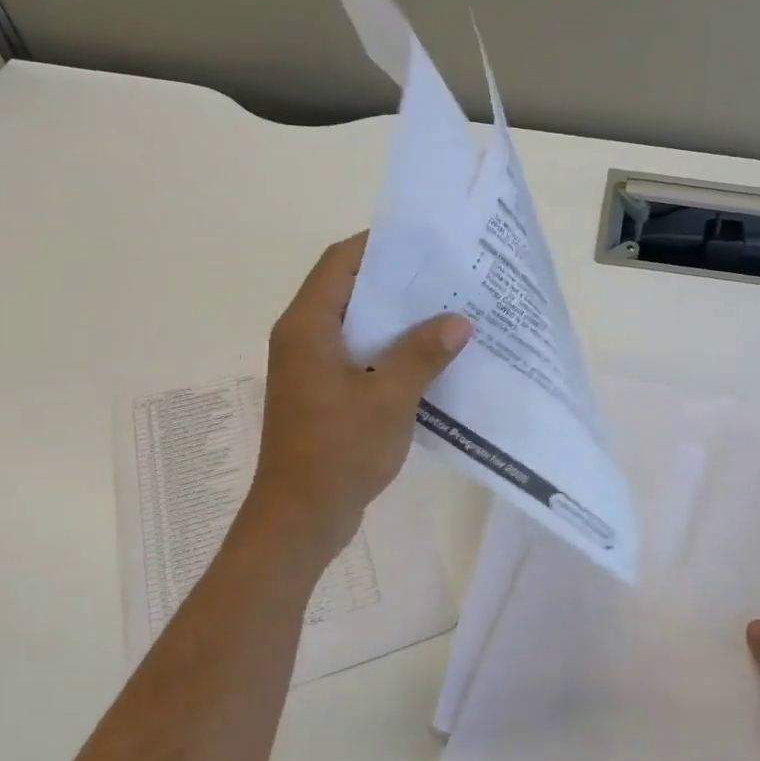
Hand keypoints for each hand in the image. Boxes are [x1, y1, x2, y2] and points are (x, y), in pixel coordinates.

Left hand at [240, 233, 471, 559]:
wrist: (301, 518)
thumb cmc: (338, 451)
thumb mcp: (389, 398)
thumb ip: (422, 354)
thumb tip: (458, 321)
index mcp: (308, 327)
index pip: (340, 263)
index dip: (379, 245)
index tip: (424, 241)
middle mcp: (305, 340)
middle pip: (350, 292)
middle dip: (397, 283)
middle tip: (447, 278)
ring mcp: (313, 370)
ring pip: (358, 327)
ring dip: (398, 321)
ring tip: (448, 313)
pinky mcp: (325, 396)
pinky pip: (361, 358)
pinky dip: (392, 353)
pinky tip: (431, 360)